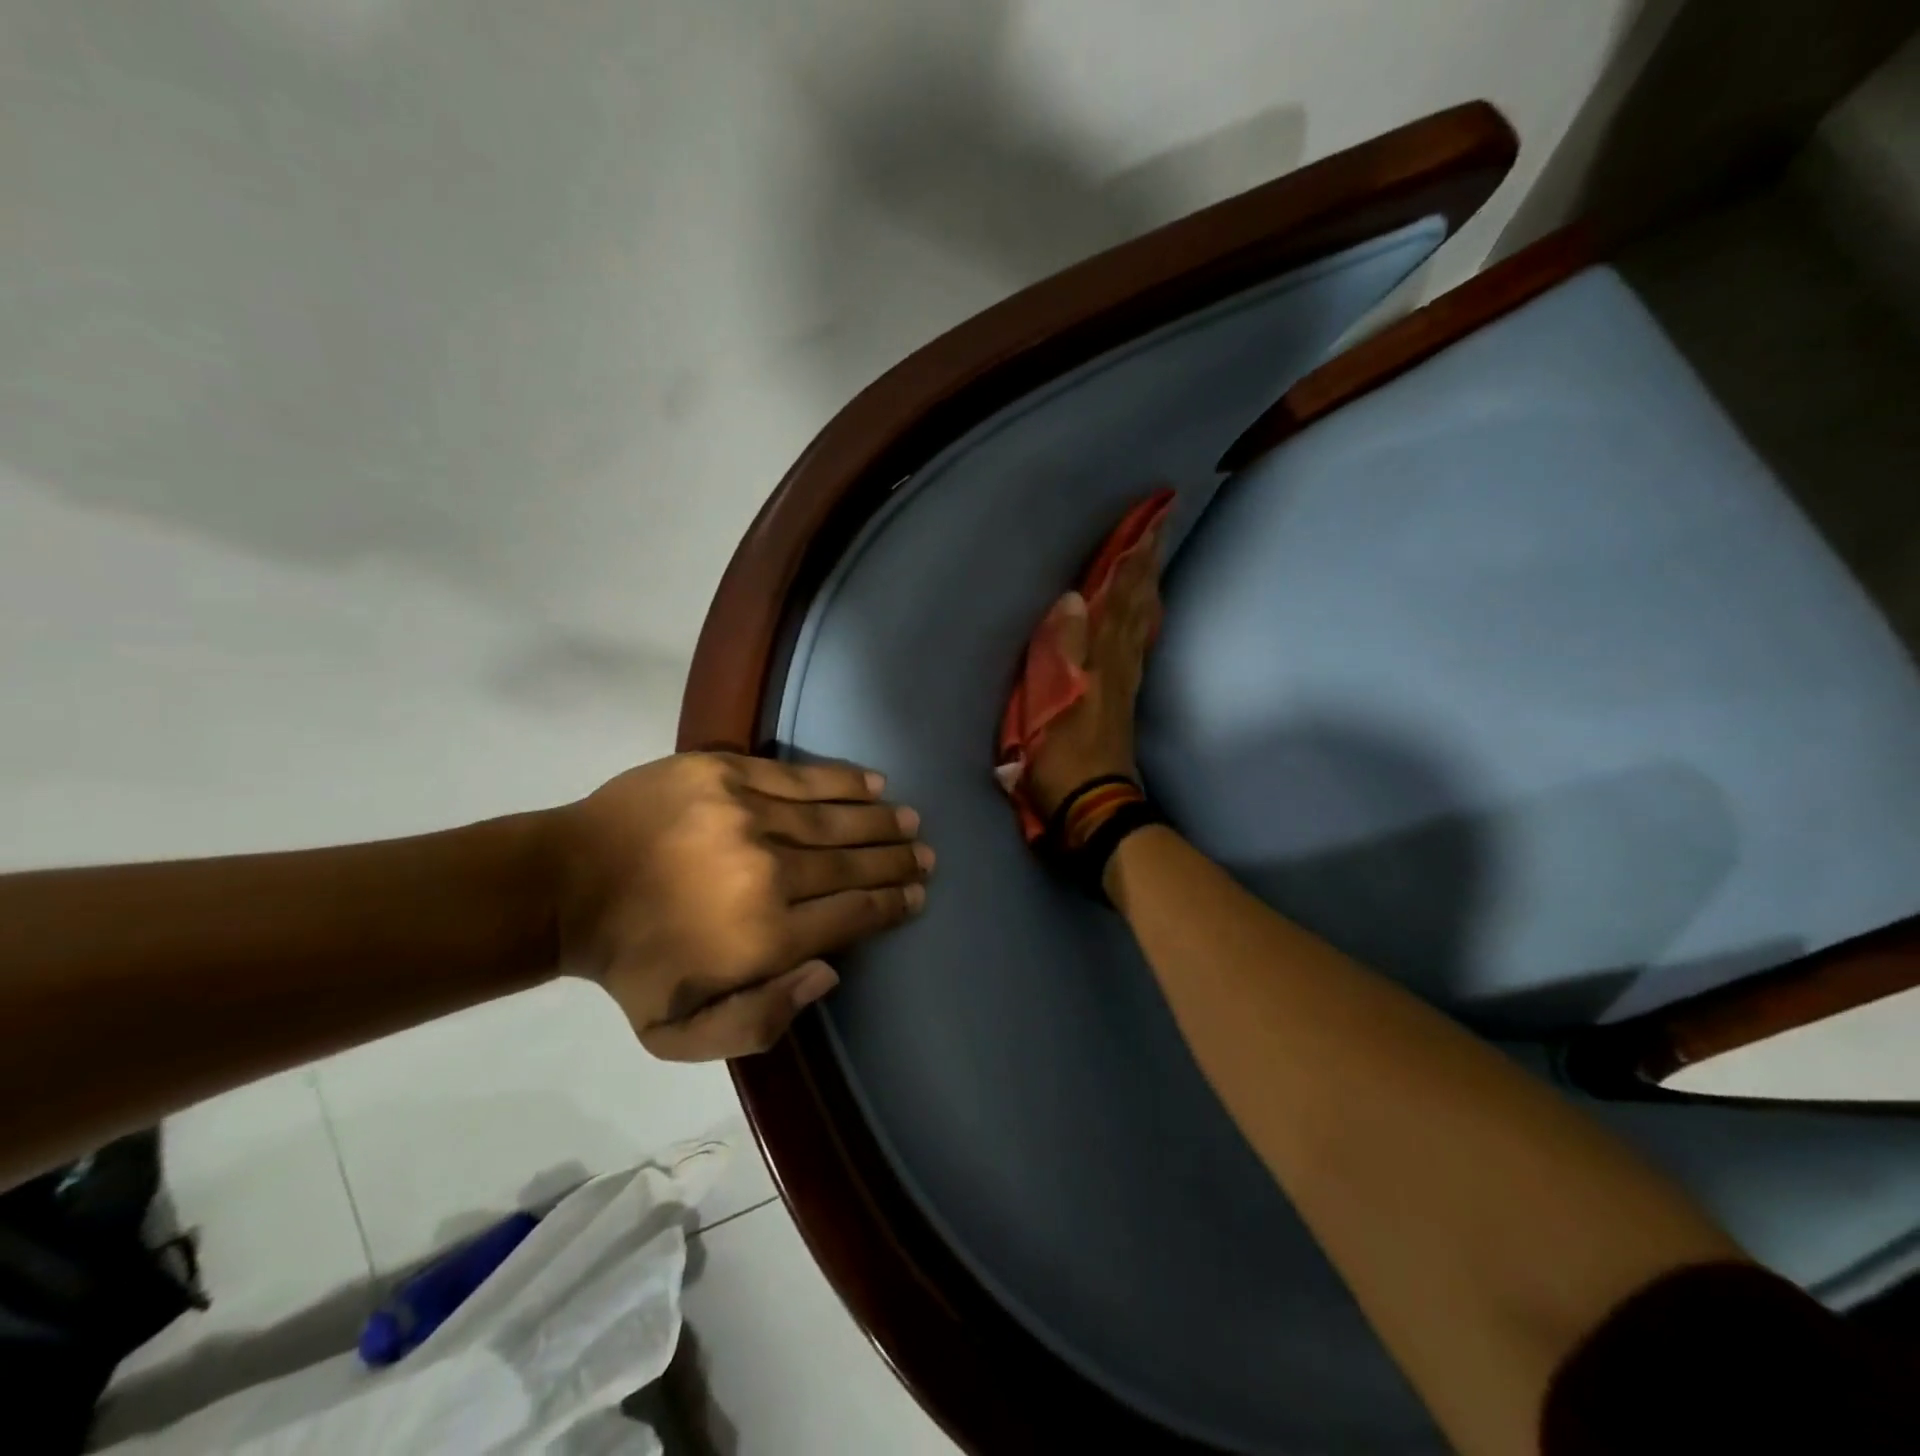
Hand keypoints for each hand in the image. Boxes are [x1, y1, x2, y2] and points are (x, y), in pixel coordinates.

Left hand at [554, 753, 931, 1059]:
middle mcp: (768, 872)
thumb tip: (831, 972)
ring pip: (836, 819)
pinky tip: (874, 782)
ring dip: (881, 820)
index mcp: (764, 937)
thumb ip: (762, 1022)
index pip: (851, 915)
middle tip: (925, 856)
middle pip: (853, 865)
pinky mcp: (728, 773)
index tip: (917, 895)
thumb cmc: (630, 964)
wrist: (568, 884)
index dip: (891, 905)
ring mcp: (749, 815)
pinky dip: (844, 781)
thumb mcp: (680, 1036)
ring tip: (910, 821)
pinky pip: (802, 777)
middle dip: (897, 861)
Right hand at [1027, 524, 1164, 815]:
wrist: (1094, 806)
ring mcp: (1124, 681)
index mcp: (1100, 659)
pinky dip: (1144, 620)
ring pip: (1139, 622)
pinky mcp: (1123, 699)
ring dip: (1146, 586)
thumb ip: (1063, 649)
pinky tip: (1146, 613)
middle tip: (1162, 523)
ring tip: (1153, 556)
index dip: (1132, 560)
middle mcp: (1119, 662)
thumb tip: (1074, 596)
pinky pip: (1138, 646)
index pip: (1117, 599)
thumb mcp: (1054, 703)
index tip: (1151, 520)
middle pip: (1135, 604)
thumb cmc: (1063, 757)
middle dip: (1146, 563)